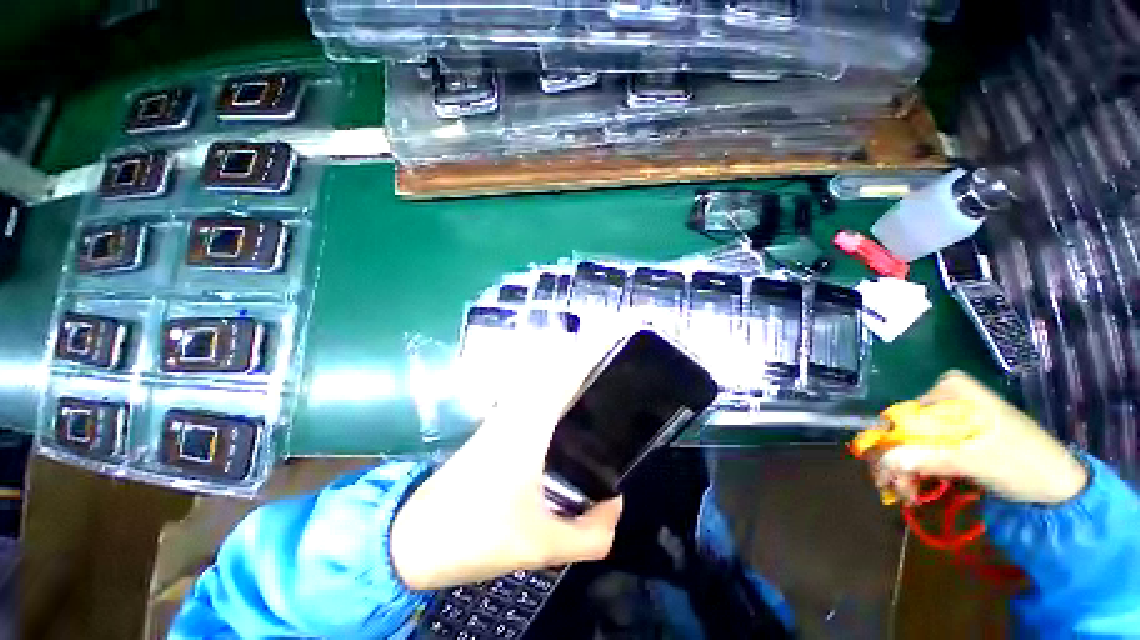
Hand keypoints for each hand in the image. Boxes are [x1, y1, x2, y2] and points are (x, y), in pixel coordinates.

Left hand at [391, 359, 623, 590]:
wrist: (412, 539)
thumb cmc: (474, 536)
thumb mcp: (540, 545)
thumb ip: (590, 534)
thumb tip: (615, 504)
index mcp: (528, 425)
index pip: (564, 375)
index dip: (589, 353)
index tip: (614, 339)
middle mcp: (517, 410)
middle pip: (558, 371)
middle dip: (588, 363)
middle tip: (616, 373)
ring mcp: (504, 417)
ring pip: (545, 383)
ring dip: (571, 378)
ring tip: (602, 389)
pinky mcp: (498, 428)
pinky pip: (535, 400)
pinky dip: (556, 397)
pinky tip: (571, 418)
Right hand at [873, 371, 1088, 504]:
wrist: (1059, 487)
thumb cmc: (1022, 464)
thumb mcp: (975, 461)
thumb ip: (927, 458)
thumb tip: (882, 461)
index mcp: (950, 391)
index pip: (901, 416)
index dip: (889, 445)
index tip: (886, 474)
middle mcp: (945, 399)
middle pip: (905, 429)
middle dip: (895, 460)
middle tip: (894, 489)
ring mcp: (951, 418)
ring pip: (911, 443)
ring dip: (904, 469)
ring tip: (906, 495)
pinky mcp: (956, 438)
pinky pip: (924, 451)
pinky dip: (917, 471)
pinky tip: (915, 489)